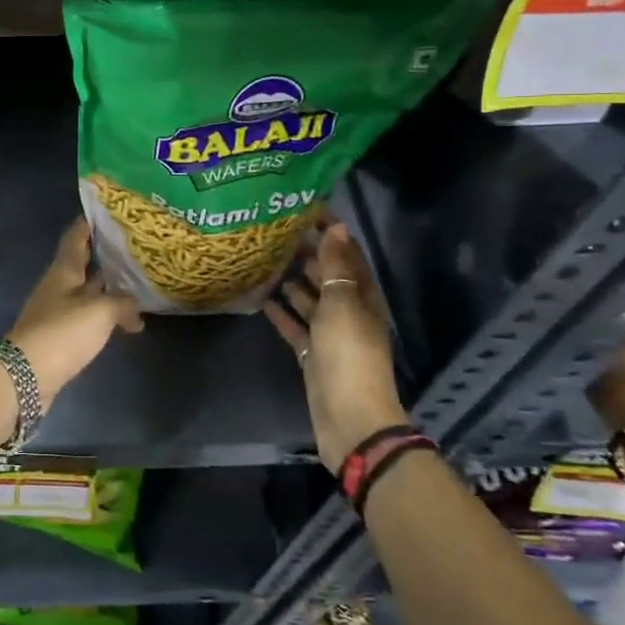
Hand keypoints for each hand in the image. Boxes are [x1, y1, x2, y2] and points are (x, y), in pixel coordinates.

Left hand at [6, 219, 143, 402]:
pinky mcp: (57, 338)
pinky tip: (122, 325)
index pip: (75, 238)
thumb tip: (135, 308)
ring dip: (106, 290)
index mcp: (64, 271)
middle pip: (81, 266)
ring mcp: (55, 313)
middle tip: (133, 251)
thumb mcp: (100, 312)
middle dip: (104, 258)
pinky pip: (85, 319)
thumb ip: (122, 303)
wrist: (26, 376)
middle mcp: (57, 287)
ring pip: (85, 293)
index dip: (88, 225)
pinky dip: (103, 317)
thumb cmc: (63, 332)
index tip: (106, 214)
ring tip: (135, 288)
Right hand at [264, 219, 405, 471]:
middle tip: (276, 230)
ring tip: (266, 258)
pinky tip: (261, 299)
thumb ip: (336, 267)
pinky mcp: (312, 355)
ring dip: (292, 280)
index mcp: (363, 296)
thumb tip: (336, 227)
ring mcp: (330, 335)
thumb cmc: (349, 354)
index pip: (347, 254)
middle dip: (308, 252)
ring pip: (309, 299)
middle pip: (327, 275)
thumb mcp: (342, 304)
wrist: (349, 417)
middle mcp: (348, 311)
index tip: (306, 208)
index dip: (331, 231)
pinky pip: (295, 326)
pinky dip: (282, 312)